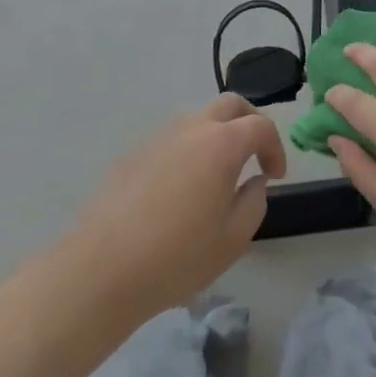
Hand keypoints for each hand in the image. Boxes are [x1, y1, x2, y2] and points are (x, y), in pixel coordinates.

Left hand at [59, 94, 285, 319]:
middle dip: (250, 122)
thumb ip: (254, 202)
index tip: (275, 175)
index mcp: (222, 145)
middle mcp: (191, 130)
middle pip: (230, 105)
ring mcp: (157, 138)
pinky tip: (179, 190)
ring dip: (216, 135)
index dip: (276, 147)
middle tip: (255, 154)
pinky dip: (186, 151)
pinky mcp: (131, 155)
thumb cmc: (176, 257)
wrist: (100, 271)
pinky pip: (169, 140)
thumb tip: (254, 182)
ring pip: (196, 119)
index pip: (261, 126)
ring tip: (217, 173)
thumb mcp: (233, 239)